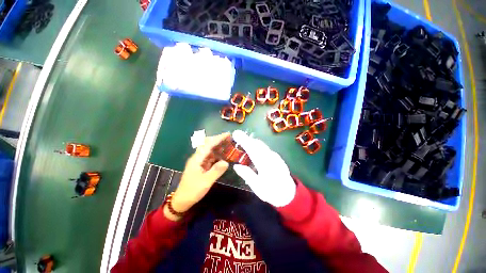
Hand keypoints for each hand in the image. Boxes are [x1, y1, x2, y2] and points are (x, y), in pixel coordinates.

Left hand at [166, 133, 229, 220]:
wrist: (183, 199)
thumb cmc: (193, 190)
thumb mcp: (206, 181)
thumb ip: (216, 171)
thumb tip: (226, 162)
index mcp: (196, 159)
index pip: (208, 145)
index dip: (218, 138)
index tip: (228, 134)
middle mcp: (196, 159)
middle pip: (207, 146)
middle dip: (218, 141)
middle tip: (230, 140)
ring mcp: (197, 164)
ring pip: (208, 152)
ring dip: (217, 149)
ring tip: (229, 147)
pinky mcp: (199, 169)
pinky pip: (208, 159)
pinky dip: (216, 157)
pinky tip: (222, 158)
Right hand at [232, 130, 295, 206]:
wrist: (289, 195)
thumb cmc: (272, 192)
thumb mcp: (257, 187)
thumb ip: (247, 175)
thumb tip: (236, 166)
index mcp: (265, 164)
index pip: (252, 149)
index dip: (243, 140)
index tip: (235, 134)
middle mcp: (271, 158)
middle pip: (258, 145)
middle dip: (247, 139)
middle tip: (237, 135)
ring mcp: (276, 158)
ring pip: (263, 146)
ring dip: (253, 142)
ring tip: (244, 141)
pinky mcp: (279, 160)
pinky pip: (267, 150)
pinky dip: (259, 147)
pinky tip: (256, 149)